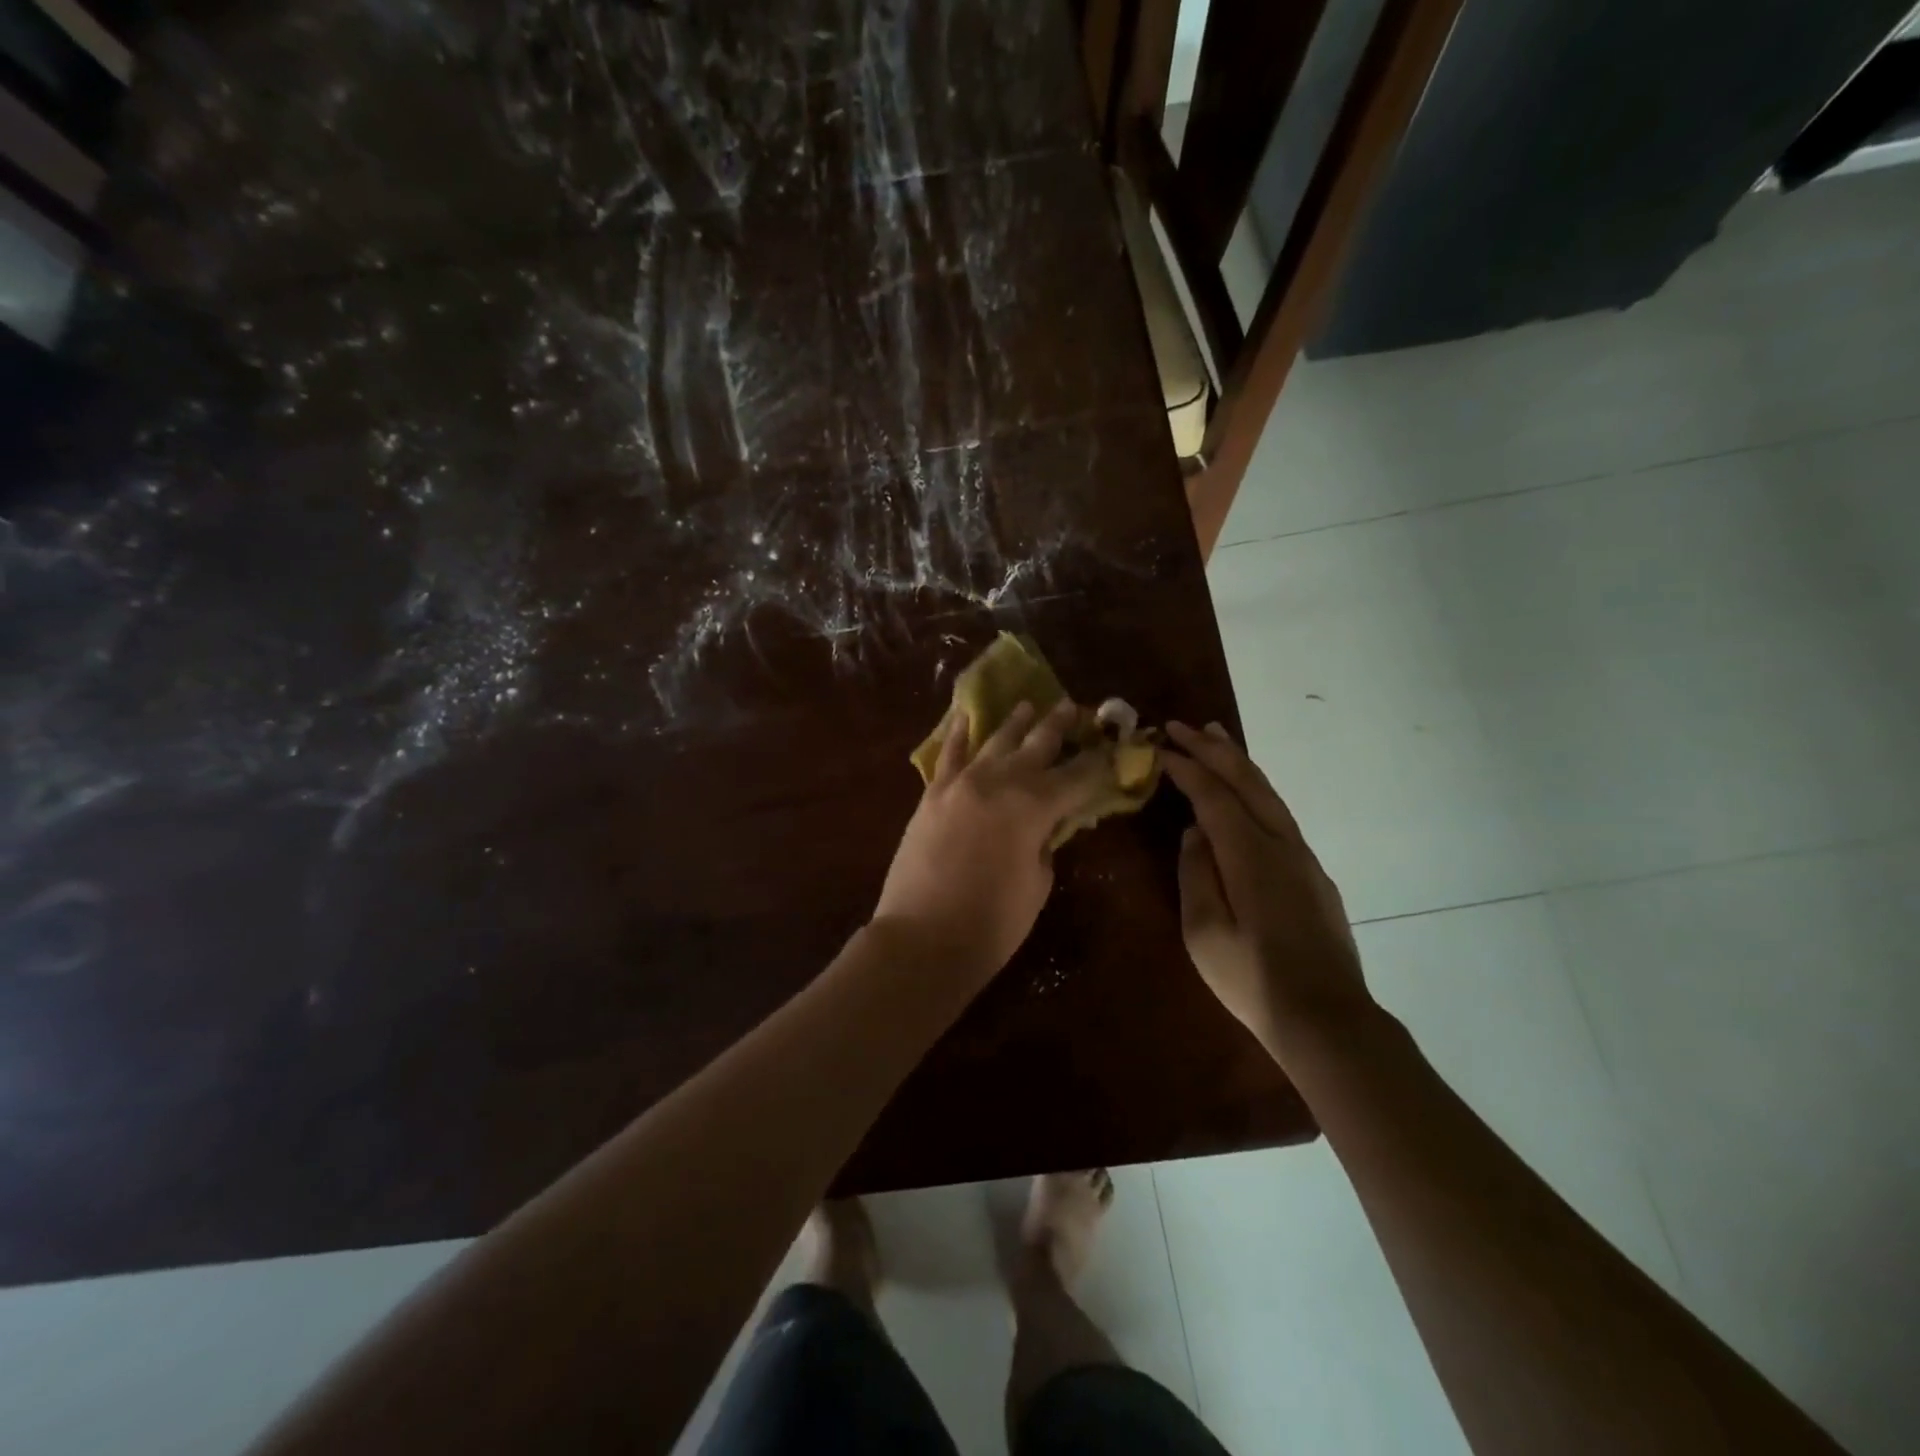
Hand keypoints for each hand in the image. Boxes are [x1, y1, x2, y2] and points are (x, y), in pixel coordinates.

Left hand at [873, 700, 1109, 984]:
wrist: (923, 937)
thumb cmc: (993, 923)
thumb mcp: (1037, 883)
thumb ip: (1045, 843)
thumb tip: (1045, 825)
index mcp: (1035, 805)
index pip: (1078, 776)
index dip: (1098, 763)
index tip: (1112, 747)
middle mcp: (1000, 781)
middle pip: (1037, 745)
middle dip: (1058, 726)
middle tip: (1073, 706)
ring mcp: (961, 783)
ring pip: (994, 741)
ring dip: (1014, 722)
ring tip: (1027, 704)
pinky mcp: (932, 794)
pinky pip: (949, 755)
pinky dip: (958, 734)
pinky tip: (964, 716)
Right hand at [1162, 722, 1372, 1055]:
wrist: (1325, 1016)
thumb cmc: (1252, 979)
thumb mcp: (1203, 931)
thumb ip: (1196, 874)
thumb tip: (1194, 833)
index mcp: (1249, 855)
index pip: (1213, 796)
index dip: (1186, 768)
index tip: (1159, 748)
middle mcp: (1280, 843)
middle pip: (1246, 781)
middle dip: (1212, 749)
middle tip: (1183, 725)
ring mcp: (1302, 857)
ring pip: (1269, 794)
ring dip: (1239, 762)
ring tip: (1216, 738)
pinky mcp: (1313, 874)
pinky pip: (1279, 814)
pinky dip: (1256, 790)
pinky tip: (1245, 793)